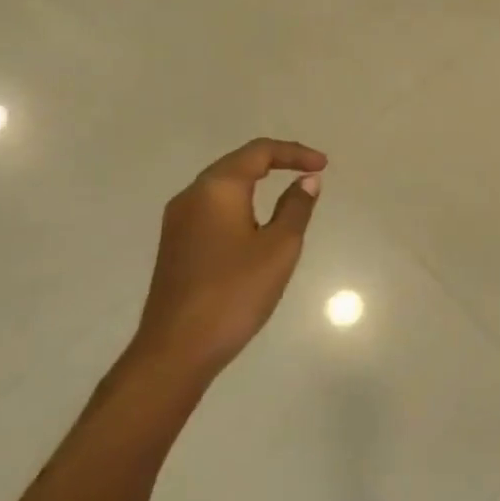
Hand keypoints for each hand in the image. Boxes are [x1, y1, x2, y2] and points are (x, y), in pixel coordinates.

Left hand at [134, 138, 325, 382]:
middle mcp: (192, 195)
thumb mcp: (279, 247)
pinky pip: (212, 207)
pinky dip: (240, 202)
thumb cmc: (235, 292)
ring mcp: (178, 221)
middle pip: (237, 163)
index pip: (259, 152)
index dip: (294, 152)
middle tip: (309, 171)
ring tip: (287, 192)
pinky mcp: (175, 244)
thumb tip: (306, 180)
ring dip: (256, 181)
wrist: (177, 349)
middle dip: (275, 161)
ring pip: (222, 185)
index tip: (324, 165)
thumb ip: (296, 207)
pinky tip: (256, 222)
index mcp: (217, 189)